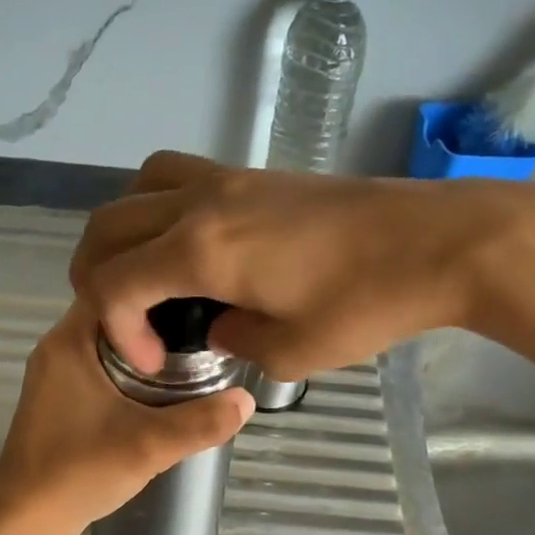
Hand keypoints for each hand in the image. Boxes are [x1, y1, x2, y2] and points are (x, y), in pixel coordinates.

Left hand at [0, 301, 254, 534]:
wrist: (24, 521)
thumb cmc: (78, 471)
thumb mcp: (148, 445)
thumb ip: (200, 422)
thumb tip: (248, 399)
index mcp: (69, 341)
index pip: (113, 285)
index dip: (154, 286)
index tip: (196, 296)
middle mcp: (56, 348)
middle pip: (114, 314)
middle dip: (156, 319)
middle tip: (203, 326)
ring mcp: (54, 374)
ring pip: (107, 342)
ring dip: (143, 348)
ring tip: (190, 353)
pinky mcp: (57, 399)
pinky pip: (99, 366)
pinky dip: (128, 369)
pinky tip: (158, 389)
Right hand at [70, 150, 534, 379]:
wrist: (438, 240)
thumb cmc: (368, 301)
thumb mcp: (292, 350)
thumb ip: (233, 341)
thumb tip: (215, 327)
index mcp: (201, 250)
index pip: (114, 282)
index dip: (116, 328)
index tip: (154, 360)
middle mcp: (200, 203)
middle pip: (108, 226)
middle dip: (97, 277)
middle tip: (126, 320)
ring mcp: (226, 179)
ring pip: (136, 187)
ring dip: (122, 232)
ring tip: (144, 273)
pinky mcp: (252, 174)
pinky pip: (177, 175)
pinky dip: (156, 207)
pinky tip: (187, 245)